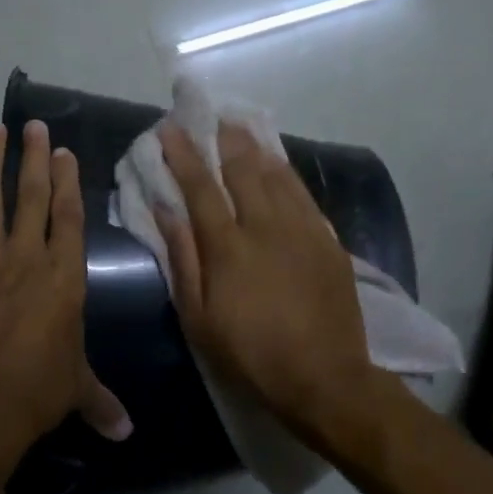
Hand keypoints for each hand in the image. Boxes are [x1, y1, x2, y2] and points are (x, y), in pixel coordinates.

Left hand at [0, 121, 129, 470]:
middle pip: (32, 196)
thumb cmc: (35, 393)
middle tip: (35, 126)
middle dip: (35, 158)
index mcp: (63, 278)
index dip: (68, 182)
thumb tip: (126, 433)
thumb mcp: (74, 390)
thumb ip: (100, 401)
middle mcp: (25, 259)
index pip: (68, 217)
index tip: (65, 152)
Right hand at [154, 121, 375, 441]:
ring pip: (276, 174)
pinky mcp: (327, 240)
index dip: (183, 155)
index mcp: (228, 246)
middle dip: (222, 138)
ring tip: (240, 125)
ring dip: (254, 146)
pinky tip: (277, 161)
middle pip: (241, 169)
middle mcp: (265, 226)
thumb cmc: (251, 354)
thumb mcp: (199, 317)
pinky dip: (286, 171)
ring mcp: (301, 229)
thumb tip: (165, 211)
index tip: (169, 129)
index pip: (200, 187)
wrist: (325, 377)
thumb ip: (183, 259)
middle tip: (209, 116)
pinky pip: (303, 193)